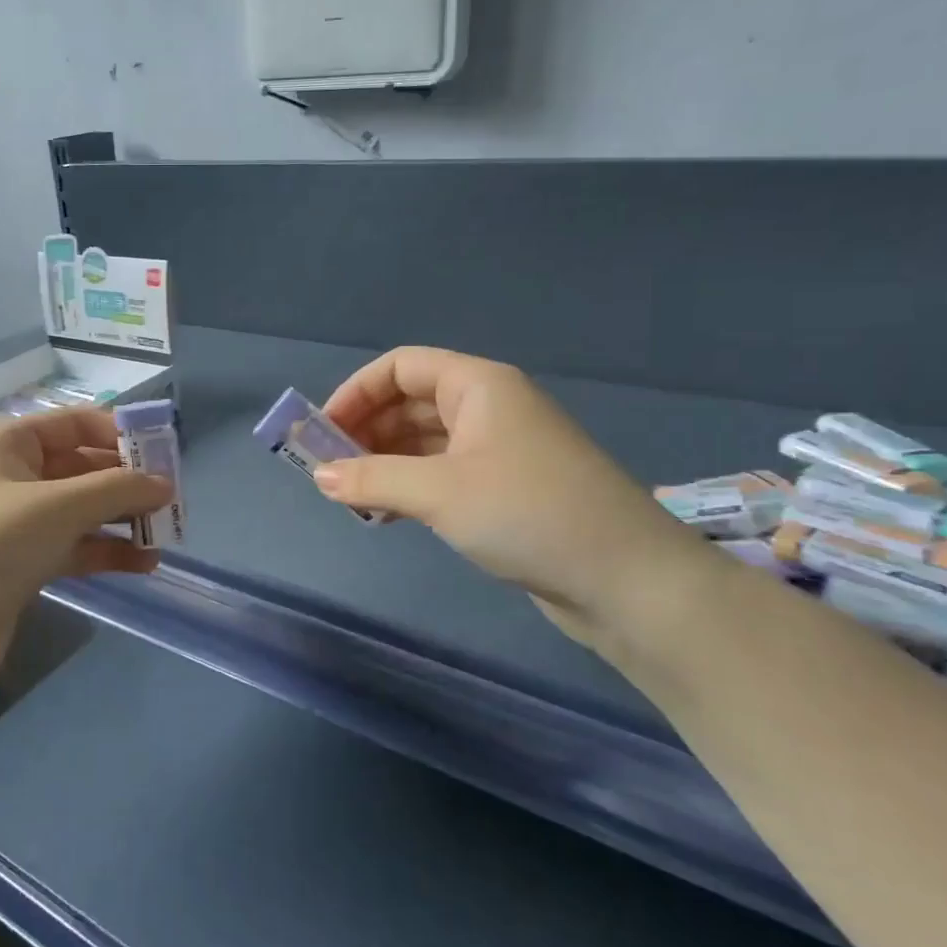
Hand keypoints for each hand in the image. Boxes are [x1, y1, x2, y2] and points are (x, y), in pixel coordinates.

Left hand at [0, 407, 171, 679]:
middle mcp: (11, 477)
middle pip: (81, 468)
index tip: (164, 454)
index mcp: (8, 444)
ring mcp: (14, 523)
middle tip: (171, 500)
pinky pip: (72, 547)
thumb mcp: (61, 506)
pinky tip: (143, 564)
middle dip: (126, 483)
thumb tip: (166, 485)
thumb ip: (119, 489)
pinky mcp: (20, 564)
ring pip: (80, 511)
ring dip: (121, 520)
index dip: (120, 435)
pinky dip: (105, 552)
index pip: (74, 424)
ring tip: (165, 535)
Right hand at [317, 347, 712, 630]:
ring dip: (384, 462)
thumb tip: (320, 476)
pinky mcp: (506, 490)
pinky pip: (442, 474)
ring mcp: (500, 450)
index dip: (356, 391)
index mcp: (479, 386)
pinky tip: (385, 514)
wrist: (627, 580)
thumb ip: (372, 478)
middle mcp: (489, 408)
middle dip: (365, 430)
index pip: (402, 366)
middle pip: (410, 402)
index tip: (323, 431)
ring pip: (424, 441)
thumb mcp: (439, 491)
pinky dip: (409, 486)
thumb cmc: (528, 513)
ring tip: (351, 495)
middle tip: (329, 468)